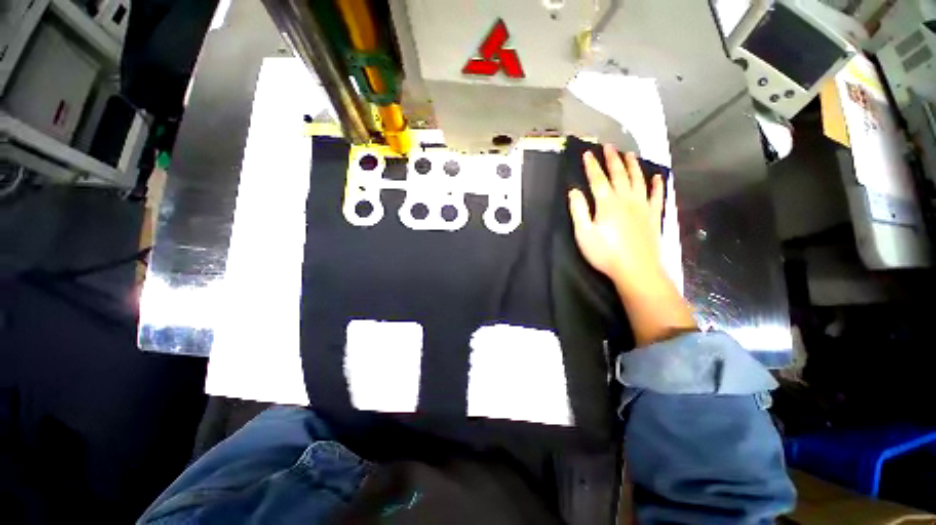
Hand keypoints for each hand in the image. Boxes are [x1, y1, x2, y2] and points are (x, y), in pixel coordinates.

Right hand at [568, 144, 664, 290]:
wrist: (637, 270)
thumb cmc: (607, 256)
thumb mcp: (585, 236)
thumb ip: (579, 211)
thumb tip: (574, 191)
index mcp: (607, 202)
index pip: (597, 178)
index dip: (592, 165)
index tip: (587, 153)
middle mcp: (625, 199)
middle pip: (619, 174)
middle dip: (613, 159)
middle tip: (610, 146)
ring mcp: (642, 206)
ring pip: (638, 180)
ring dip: (633, 166)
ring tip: (630, 154)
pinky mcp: (654, 216)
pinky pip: (657, 197)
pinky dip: (657, 186)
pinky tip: (658, 177)